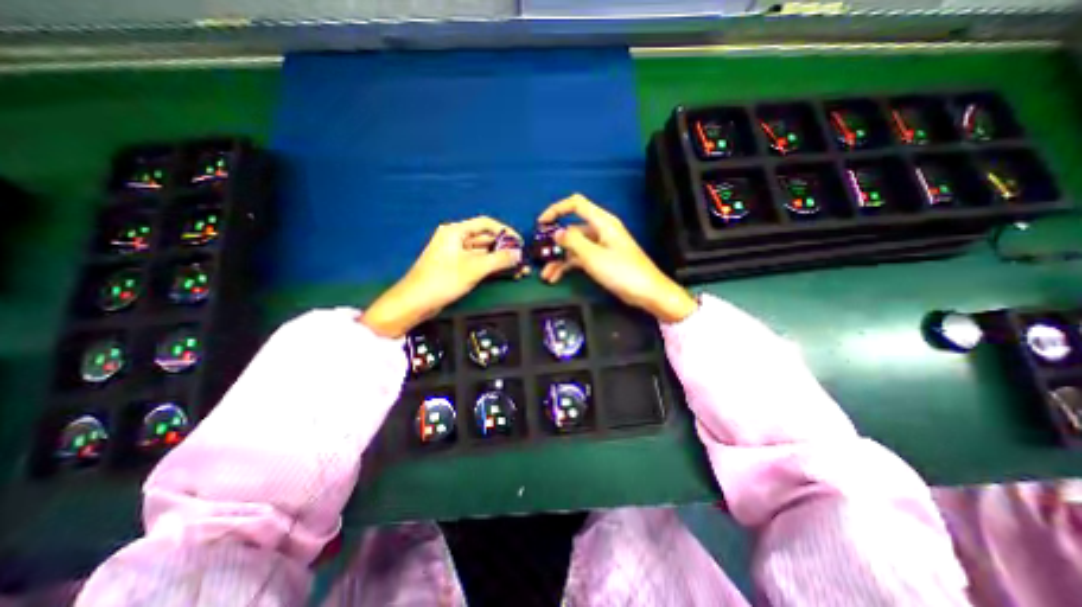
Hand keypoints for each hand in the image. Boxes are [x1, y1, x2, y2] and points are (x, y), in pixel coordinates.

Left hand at [363, 218, 523, 338]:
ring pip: (484, 253)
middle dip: (505, 249)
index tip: (520, 242)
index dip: (505, 231)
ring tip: (519, 270)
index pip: (486, 224)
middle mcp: (457, 240)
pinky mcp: (457, 269)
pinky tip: (507, 275)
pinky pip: (479, 264)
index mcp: (456, 232)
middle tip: (523, 260)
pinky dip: (492, 268)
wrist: (415, 303)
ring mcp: (457, 255)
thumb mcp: (474, 268)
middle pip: (486, 239)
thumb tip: (519, 254)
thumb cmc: (443, 280)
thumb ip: (499, 259)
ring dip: (501, 261)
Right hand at [537, 194, 696, 327]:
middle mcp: (600, 231)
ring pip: (574, 247)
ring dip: (559, 260)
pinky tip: (556, 278)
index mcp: (602, 222)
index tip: (541, 223)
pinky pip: (580, 259)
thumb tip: (557, 233)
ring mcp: (600, 246)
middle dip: (555, 243)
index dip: (556, 209)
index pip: (576, 204)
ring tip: (546, 276)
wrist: (647, 293)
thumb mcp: (593, 256)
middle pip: (572, 229)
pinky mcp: (601, 260)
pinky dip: (568, 266)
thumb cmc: (622, 271)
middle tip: (540, 256)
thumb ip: (573, 242)